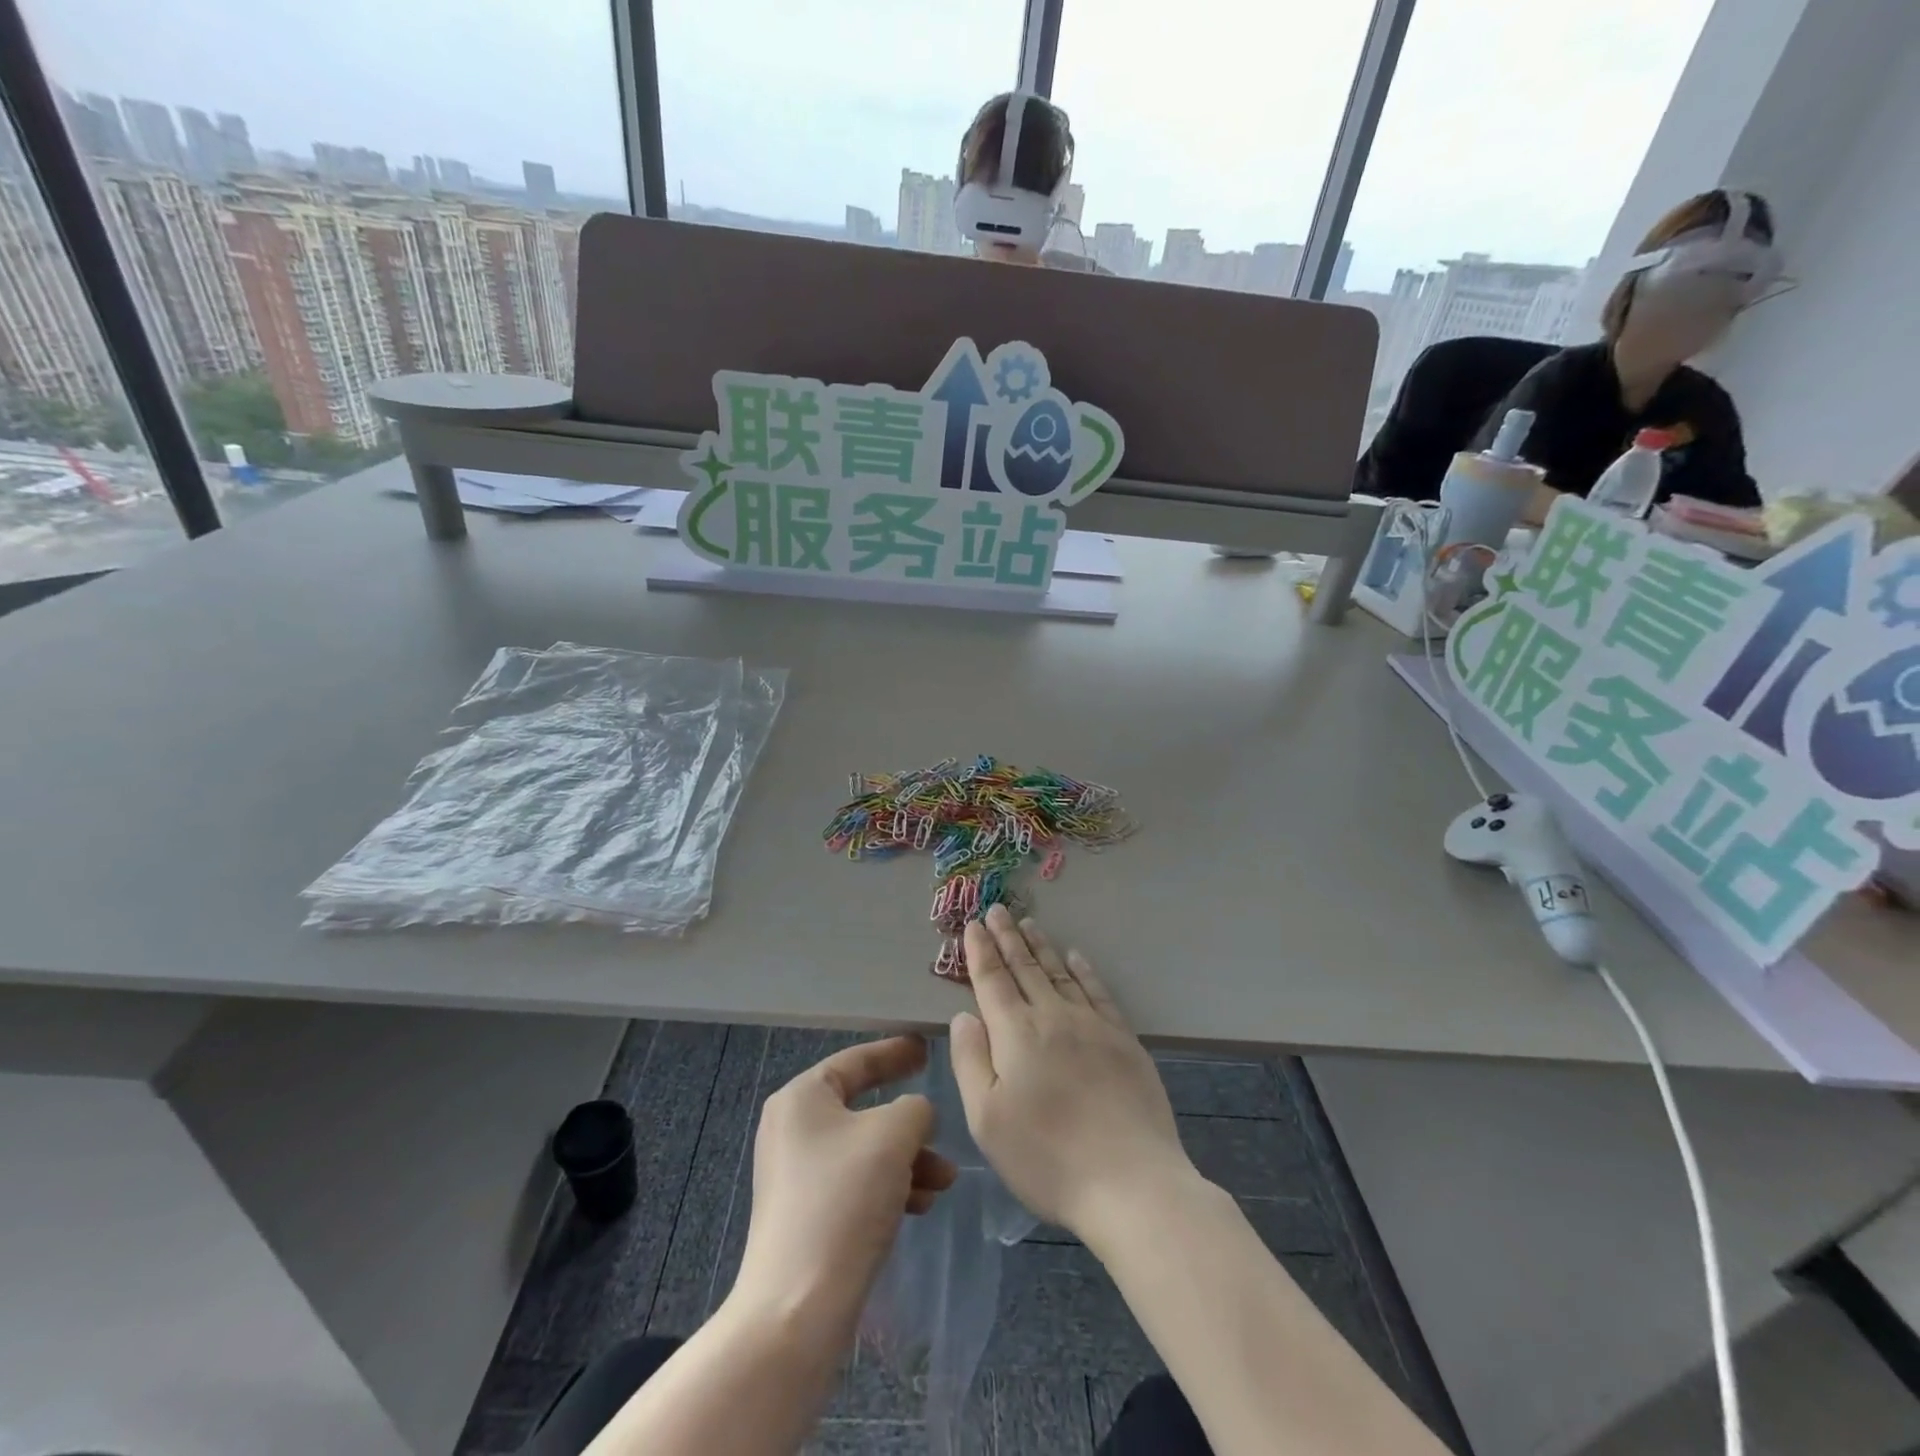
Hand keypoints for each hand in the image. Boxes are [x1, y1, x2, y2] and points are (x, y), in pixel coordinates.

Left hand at [732, 1036, 956, 1335]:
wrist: (797, 1310)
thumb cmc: (844, 1201)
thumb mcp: (893, 1135)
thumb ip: (915, 1108)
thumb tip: (915, 1115)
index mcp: (802, 1098)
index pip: (856, 1060)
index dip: (894, 1052)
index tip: (926, 1047)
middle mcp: (793, 1129)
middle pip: (864, 1108)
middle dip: (910, 1122)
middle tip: (941, 1121)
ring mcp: (798, 1175)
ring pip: (866, 1150)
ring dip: (909, 1159)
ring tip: (945, 1179)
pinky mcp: (807, 1215)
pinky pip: (857, 1183)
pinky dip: (891, 1186)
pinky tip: (922, 1205)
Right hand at [949, 906, 1195, 1240]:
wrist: (1131, 1182)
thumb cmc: (1047, 1158)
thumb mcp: (987, 1120)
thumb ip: (970, 1060)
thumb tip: (965, 1014)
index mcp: (1016, 1034)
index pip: (993, 980)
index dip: (981, 951)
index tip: (973, 925)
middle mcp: (1053, 1017)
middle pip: (1025, 968)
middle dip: (1008, 937)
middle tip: (997, 909)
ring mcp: (1092, 1025)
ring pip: (1060, 973)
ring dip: (1041, 946)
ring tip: (1029, 923)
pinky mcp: (1123, 1040)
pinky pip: (1098, 991)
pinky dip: (1084, 970)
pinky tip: (1076, 957)